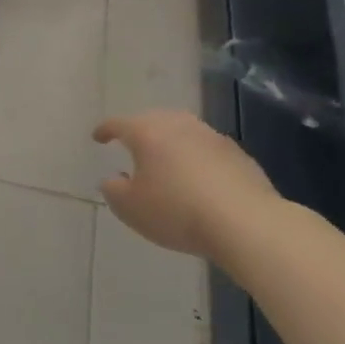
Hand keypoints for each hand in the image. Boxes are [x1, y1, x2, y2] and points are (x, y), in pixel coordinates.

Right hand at [93, 110, 277, 261]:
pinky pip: (208, 150)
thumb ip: (113, 190)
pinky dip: (197, 158)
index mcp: (148, 133)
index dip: (105, 130)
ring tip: (167, 162)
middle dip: (141, 130)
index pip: (119, 124)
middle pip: (154, 120)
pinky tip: (199, 179)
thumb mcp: (130, 208)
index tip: (98, 137)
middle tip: (133, 145)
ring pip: (184, 132)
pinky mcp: (239, 155)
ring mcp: (212, 137)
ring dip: (172, 143)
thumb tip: (113, 179)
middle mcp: (179, 126)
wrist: (246, 223)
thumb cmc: (177, 211)